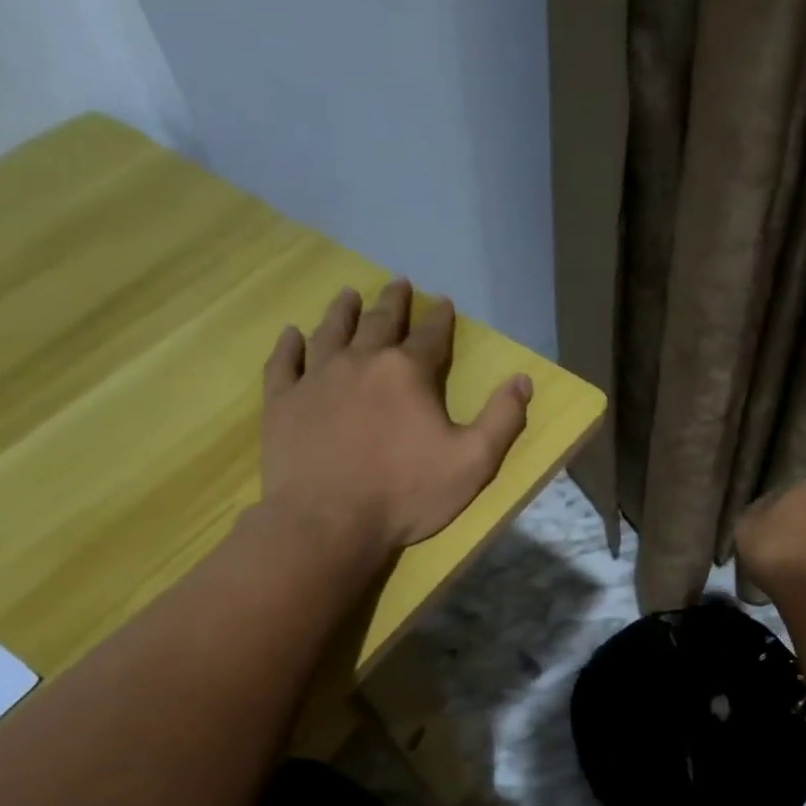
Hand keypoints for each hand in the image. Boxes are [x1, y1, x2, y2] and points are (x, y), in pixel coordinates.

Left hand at [258, 277, 530, 553]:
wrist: (328, 522)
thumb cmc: (406, 494)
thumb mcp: (473, 462)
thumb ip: (502, 419)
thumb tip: (522, 380)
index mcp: (408, 373)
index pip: (430, 336)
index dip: (440, 318)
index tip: (443, 302)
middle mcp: (361, 362)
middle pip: (379, 322)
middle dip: (393, 302)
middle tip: (398, 283)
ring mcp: (316, 379)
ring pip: (331, 332)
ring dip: (342, 311)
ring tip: (348, 294)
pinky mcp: (283, 402)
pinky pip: (285, 363)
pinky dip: (289, 345)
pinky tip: (292, 334)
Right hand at [734, 478, 805, 599]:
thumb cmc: (776, 550)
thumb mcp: (746, 526)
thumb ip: (755, 511)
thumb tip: (765, 511)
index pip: (783, 494)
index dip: (767, 514)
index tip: (758, 532)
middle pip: (804, 513)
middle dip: (790, 527)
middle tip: (770, 548)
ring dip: (803, 546)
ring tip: (783, 567)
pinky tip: (798, 577)